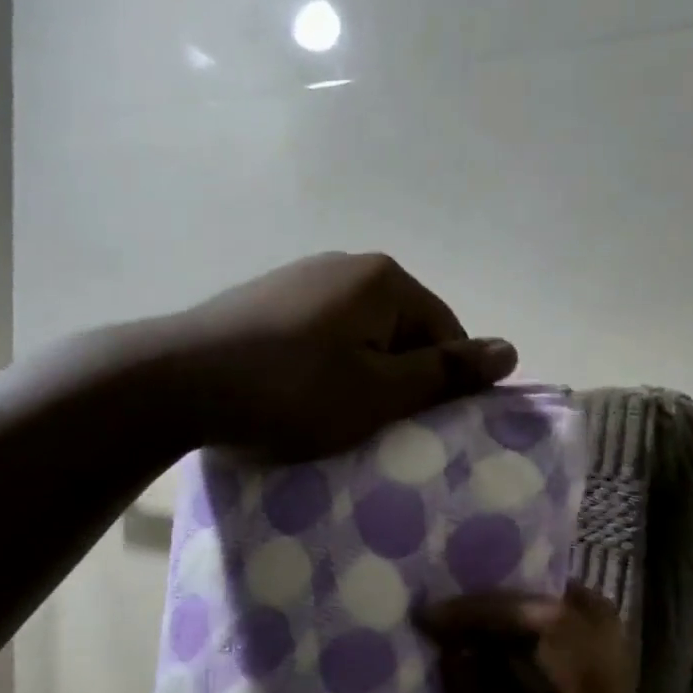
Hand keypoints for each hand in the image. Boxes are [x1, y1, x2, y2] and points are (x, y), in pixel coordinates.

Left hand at [170, 252, 516, 460]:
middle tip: (377, 428)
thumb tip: (511, 350)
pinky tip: (299, 396)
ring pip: (357, 335)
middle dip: (398, 378)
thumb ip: (445, 373)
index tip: (419, 426)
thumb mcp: (379, 393)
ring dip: (359, 375)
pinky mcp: (265, 300)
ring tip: (334, 417)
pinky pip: (318, 336)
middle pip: (401, 330)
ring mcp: (300, 278)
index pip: (444, 331)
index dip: (442, 383)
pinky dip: (322, 367)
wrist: (181, 380)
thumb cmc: (294, 392)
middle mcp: (345, 264)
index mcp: (384, 279)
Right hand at [416, 584, 672, 692]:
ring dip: (515, 635)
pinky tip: (473, 683)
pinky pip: (553, 691)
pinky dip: (514, 673)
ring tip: (455, 635)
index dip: (494, 609)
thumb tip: (460, 646)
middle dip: (515, 607)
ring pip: (571, 653)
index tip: (429, 621)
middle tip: (454, 615)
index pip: (562, 625)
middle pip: (584, 623)